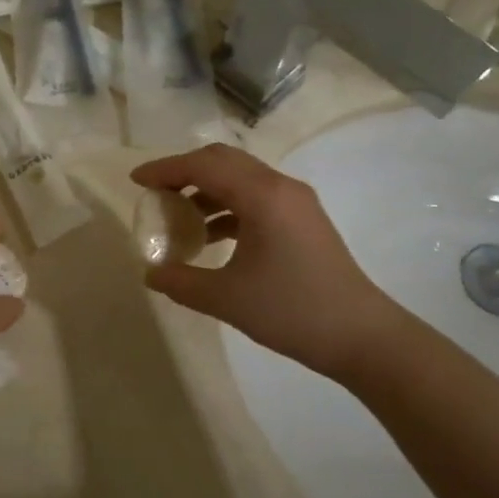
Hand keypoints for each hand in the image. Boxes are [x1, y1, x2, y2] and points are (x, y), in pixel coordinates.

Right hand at [131, 144, 409, 381]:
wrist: (362, 336)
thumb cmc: (292, 311)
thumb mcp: (227, 299)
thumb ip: (181, 281)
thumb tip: (150, 273)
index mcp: (262, 196)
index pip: (204, 165)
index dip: (165, 169)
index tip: (136, 181)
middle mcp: (280, 187)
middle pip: (223, 161)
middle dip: (184, 171)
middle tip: (155, 193)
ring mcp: (296, 202)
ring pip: (240, 178)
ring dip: (206, 189)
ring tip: (177, 217)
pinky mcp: (303, 220)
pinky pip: (255, 198)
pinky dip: (226, 207)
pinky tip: (209, 236)